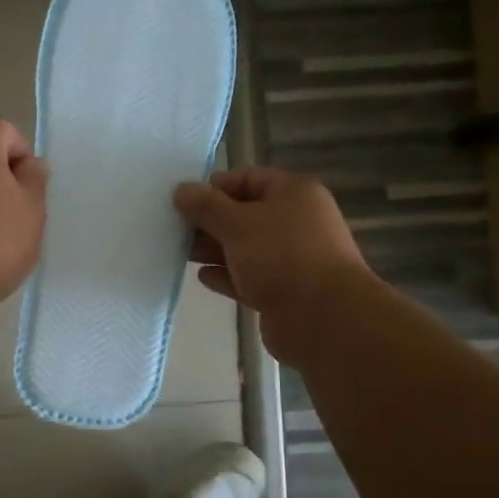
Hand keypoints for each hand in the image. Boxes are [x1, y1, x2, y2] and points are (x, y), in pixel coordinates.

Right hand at [174, 168, 370, 356]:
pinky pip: (249, 277)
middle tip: (175, 229)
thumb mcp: (237, 223)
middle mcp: (296, 222)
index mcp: (294, 194)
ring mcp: (292, 259)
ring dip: (214, 249)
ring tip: (181, 252)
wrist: (323, 319)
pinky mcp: (284, 292)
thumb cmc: (281, 256)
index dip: (214, 187)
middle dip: (210, 221)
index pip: (248, 179)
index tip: (183, 201)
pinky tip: (202, 277)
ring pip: (245, 248)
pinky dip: (227, 276)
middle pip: (245, 214)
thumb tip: (182, 189)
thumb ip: (206, 206)